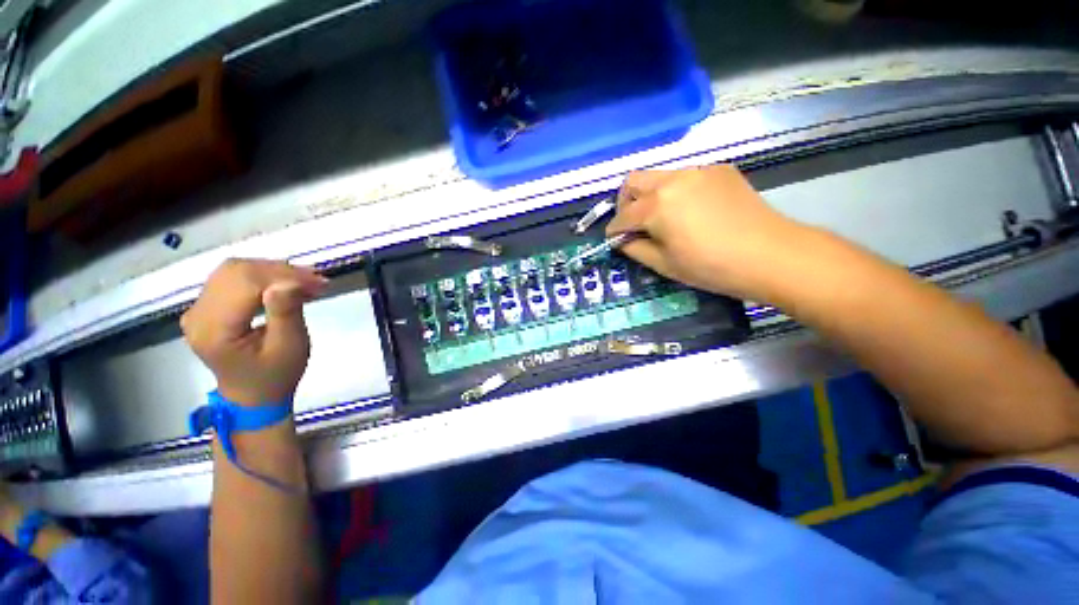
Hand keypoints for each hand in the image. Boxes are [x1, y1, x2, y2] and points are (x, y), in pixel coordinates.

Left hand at [181, 259, 327, 405]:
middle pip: (236, 272)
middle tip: (315, 280)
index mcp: (214, 330)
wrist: (254, 395)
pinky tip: (285, 284)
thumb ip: (285, 312)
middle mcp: (197, 315)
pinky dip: (262, 275)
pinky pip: (232, 278)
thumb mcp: (289, 347)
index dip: (283, 275)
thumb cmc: (276, 375)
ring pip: (234, 270)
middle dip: (280, 270)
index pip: (245, 284)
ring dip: (272, 270)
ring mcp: (197, 309)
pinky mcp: (205, 306)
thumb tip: (288, 282)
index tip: (319, 281)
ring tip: (304, 281)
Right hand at [606, 165, 808, 300]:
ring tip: (664, 219)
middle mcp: (673, 179)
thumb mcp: (664, 264)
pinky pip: (686, 177)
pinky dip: (677, 193)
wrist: (771, 255)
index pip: (622, 216)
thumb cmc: (711, 266)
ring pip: (659, 177)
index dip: (613, 230)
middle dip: (625, 203)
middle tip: (633, 224)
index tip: (614, 240)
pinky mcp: (719, 170)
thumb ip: (634, 249)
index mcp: (656, 205)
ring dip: (650, 196)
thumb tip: (621, 240)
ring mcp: (698, 171)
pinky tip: (692, 212)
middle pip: (633, 181)